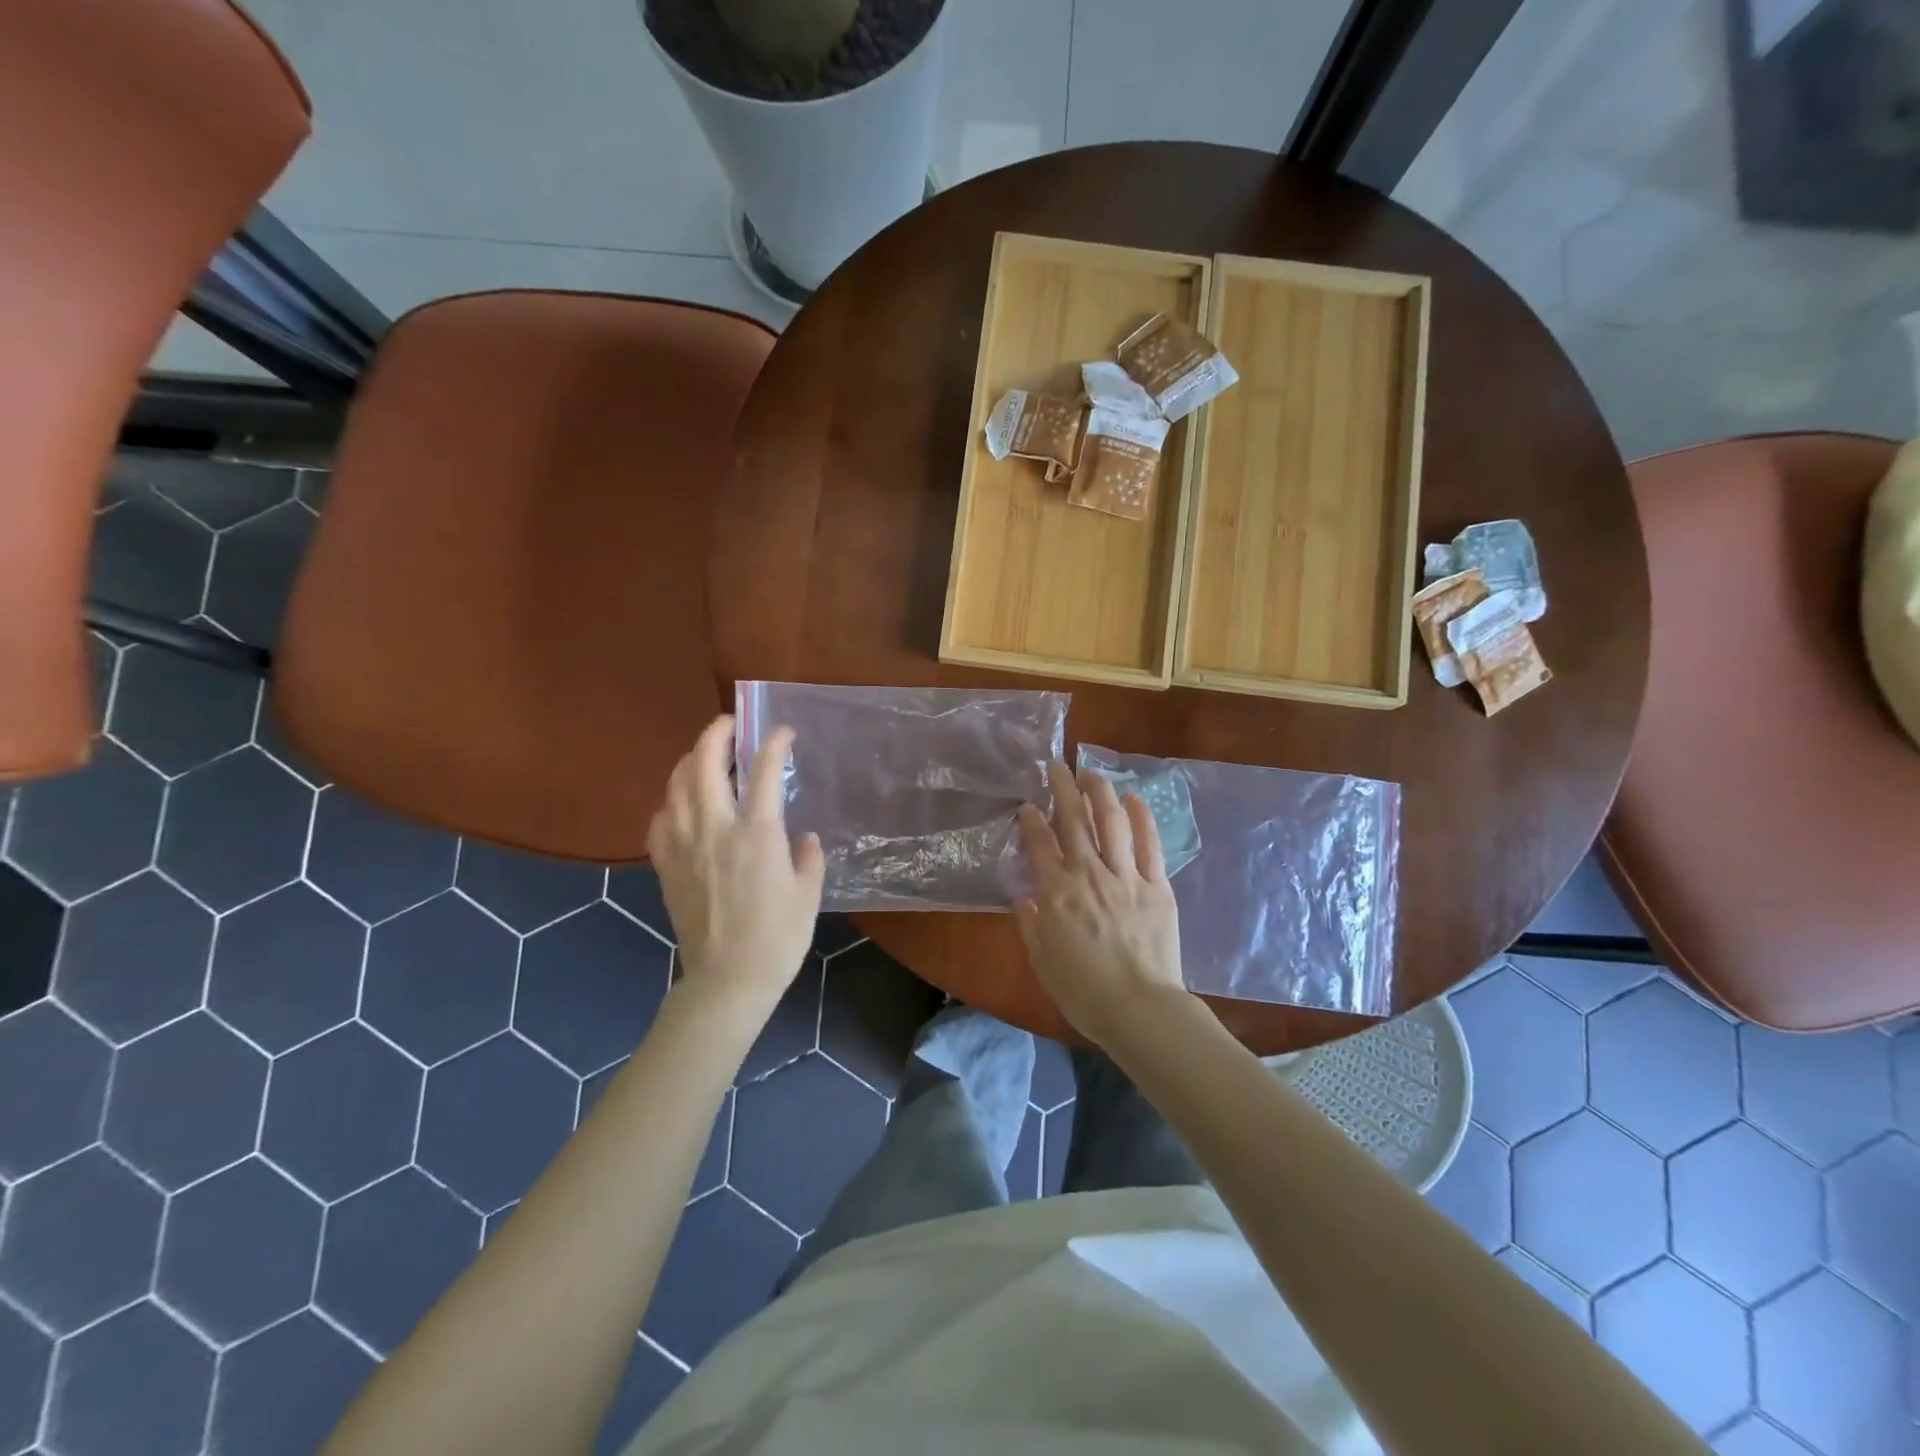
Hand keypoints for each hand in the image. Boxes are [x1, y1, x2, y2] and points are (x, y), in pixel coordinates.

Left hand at [647, 716, 824, 1012]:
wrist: (728, 980)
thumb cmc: (777, 938)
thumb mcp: (808, 895)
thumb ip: (807, 858)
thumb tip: (803, 838)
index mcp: (757, 834)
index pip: (764, 771)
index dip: (774, 743)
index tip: (783, 731)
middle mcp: (715, 829)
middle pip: (705, 765)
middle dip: (716, 734)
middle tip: (730, 724)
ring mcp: (684, 846)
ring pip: (676, 787)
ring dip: (688, 760)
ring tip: (703, 755)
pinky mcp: (666, 867)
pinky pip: (659, 821)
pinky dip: (669, 802)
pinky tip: (680, 803)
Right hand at [1015, 761, 1185, 1046]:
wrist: (1139, 1009)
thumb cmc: (1084, 991)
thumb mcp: (1042, 961)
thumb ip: (1030, 924)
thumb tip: (1023, 897)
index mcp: (1056, 892)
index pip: (1040, 843)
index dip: (1032, 819)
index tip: (1028, 805)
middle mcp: (1088, 874)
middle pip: (1073, 820)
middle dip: (1062, 788)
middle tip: (1057, 766)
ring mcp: (1125, 876)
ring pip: (1110, 822)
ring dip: (1099, 792)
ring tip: (1091, 772)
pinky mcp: (1156, 885)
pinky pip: (1148, 844)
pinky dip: (1141, 818)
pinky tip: (1134, 799)